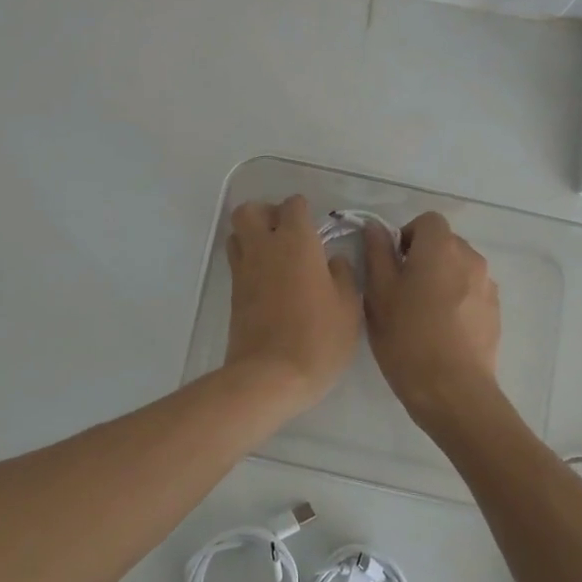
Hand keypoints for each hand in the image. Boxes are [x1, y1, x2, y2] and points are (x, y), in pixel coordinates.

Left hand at [224, 195, 362, 405]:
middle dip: (266, 213)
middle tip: (288, 234)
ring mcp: (244, 270)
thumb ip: (343, 275)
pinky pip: (237, 262)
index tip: (317, 230)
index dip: (304, 211)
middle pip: (250, 211)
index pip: (293, 205)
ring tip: (276, 256)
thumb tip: (333, 260)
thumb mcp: (348, 307)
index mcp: (296, 242)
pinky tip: (271, 282)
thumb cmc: (318, 339)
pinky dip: (250, 261)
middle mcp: (264, 247)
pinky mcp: (233, 293)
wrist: (271, 376)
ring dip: (253, 235)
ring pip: (237, 233)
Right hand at [363, 212, 502, 424]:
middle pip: (445, 243)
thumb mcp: (379, 294)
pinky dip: (457, 300)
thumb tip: (375, 229)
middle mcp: (471, 258)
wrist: (453, 391)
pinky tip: (442, 331)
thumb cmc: (407, 338)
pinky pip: (472, 292)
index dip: (407, 235)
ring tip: (423, 313)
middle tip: (402, 290)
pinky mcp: (495, 312)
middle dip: (424, 257)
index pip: (427, 221)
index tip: (393, 263)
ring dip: (442, 279)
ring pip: (459, 269)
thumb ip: (377, 254)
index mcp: (441, 248)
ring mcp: (488, 286)